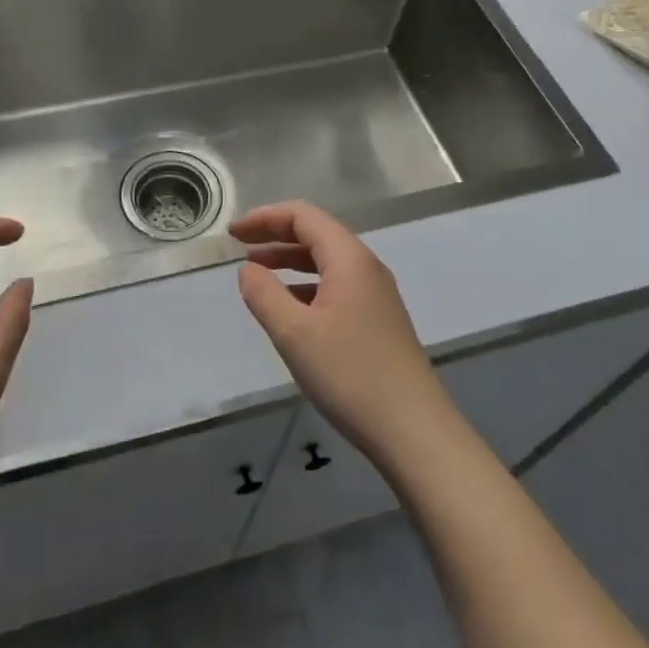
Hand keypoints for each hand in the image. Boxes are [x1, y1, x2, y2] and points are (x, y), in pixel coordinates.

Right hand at [233, 201, 454, 469]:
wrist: (415, 431)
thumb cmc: (350, 375)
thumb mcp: (294, 333)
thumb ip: (264, 295)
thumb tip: (248, 269)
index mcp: (348, 258)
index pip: (303, 216)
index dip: (265, 217)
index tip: (233, 232)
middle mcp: (366, 266)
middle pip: (316, 233)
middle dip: (275, 235)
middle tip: (239, 245)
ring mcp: (376, 294)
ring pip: (326, 261)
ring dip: (289, 261)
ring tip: (256, 273)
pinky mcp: (379, 321)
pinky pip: (336, 286)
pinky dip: (306, 285)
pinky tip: (289, 309)